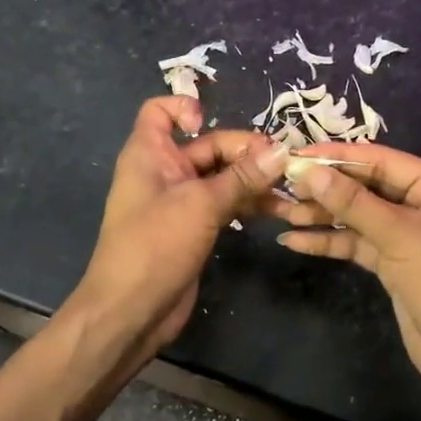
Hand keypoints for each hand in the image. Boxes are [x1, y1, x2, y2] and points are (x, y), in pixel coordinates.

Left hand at [68, 97, 287, 362]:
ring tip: (290, 189)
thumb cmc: (155, 246)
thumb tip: (283, 151)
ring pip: (221, 177)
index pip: (160, 111)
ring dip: (253, 180)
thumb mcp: (201, 205)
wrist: (130, 313)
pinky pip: (225, 204)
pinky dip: (247, 203)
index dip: (185, 108)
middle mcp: (164, 172)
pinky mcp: (194, 228)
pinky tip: (277, 210)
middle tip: (284, 164)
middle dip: (244, 152)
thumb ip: (243, 177)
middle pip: (208, 145)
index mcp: (150, 154)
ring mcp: (180, 202)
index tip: (212, 124)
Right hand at [273, 146, 420, 402]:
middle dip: (327, 188)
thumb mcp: (400, 237)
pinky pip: (359, 244)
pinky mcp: (395, 264)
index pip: (382, 161)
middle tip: (283, 184)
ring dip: (323, 215)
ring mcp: (410, 235)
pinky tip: (296, 242)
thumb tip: (311, 170)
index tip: (297, 155)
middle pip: (368, 187)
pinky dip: (331, 242)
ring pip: (359, 217)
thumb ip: (354, 203)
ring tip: (281, 212)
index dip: (338, 157)